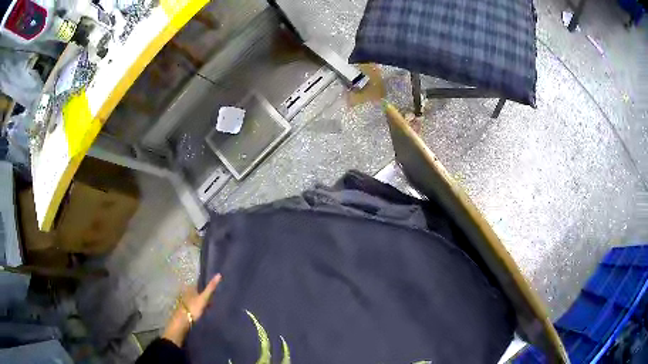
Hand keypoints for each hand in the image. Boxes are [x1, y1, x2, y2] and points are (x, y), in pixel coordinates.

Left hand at [163, 274, 221, 345]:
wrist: (183, 321)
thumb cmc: (193, 307)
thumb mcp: (204, 298)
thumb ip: (210, 288)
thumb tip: (219, 274)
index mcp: (190, 288)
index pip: (199, 284)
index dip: (205, 286)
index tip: (213, 289)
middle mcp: (186, 292)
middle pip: (196, 291)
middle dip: (202, 294)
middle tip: (212, 297)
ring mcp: (185, 301)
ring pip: (194, 299)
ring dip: (200, 301)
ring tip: (209, 305)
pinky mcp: (185, 309)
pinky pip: (193, 306)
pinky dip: (198, 307)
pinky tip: (202, 311)